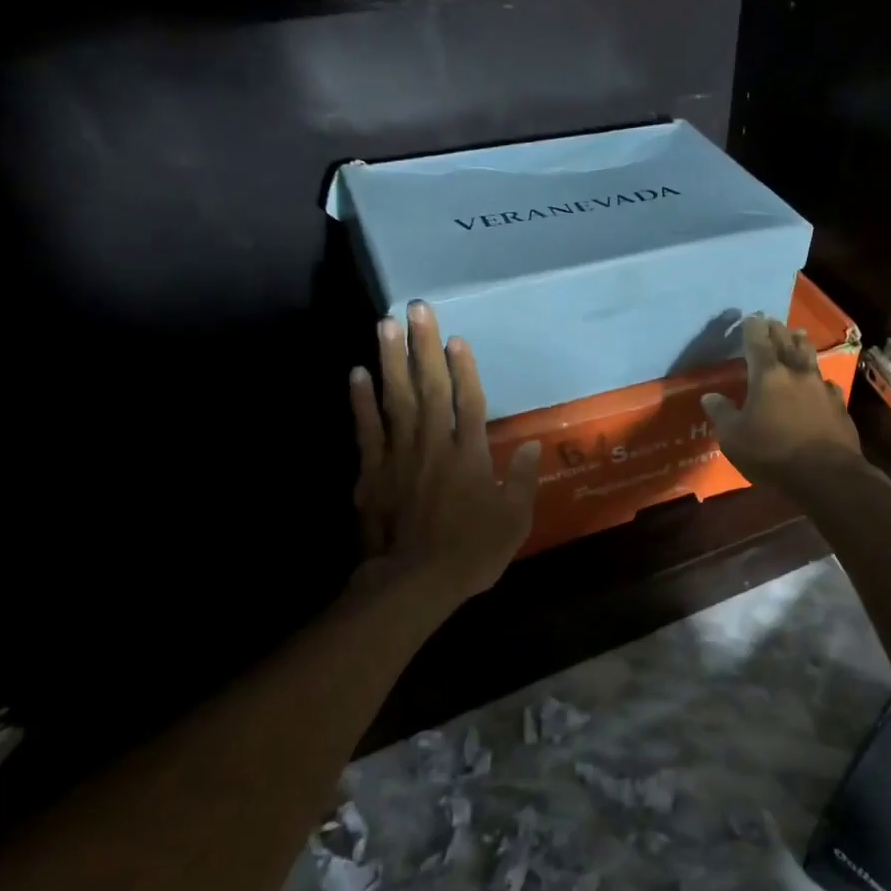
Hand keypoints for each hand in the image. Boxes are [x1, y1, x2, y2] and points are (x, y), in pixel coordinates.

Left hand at [349, 302, 541, 606]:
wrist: (415, 582)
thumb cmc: (472, 552)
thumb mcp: (514, 521)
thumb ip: (523, 480)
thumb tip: (533, 446)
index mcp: (470, 455)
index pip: (468, 401)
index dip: (465, 368)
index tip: (457, 337)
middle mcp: (434, 445)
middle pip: (429, 387)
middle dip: (424, 346)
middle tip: (416, 308)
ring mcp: (399, 456)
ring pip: (396, 399)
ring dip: (391, 361)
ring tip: (385, 324)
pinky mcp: (372, 473)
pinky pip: (367, 430)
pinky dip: (361, 402)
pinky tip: (357, 374)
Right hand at [700, 315, 874, 490]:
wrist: (825, 474)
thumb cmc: (772, 453)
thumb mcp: (734, 437)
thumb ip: (721, 414)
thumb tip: (709, 396)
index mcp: (767, 376)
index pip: (758, 342)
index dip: (752, 328)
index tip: (750, 317)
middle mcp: (795, 374)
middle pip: (786, 343)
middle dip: (777, 330)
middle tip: (772, 320)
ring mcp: (821, 388)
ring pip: (810, 358)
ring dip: (802, 344)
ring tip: (799, 334)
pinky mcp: (838, 406)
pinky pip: (826, 383)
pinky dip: (819, 378)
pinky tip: (820, 382)